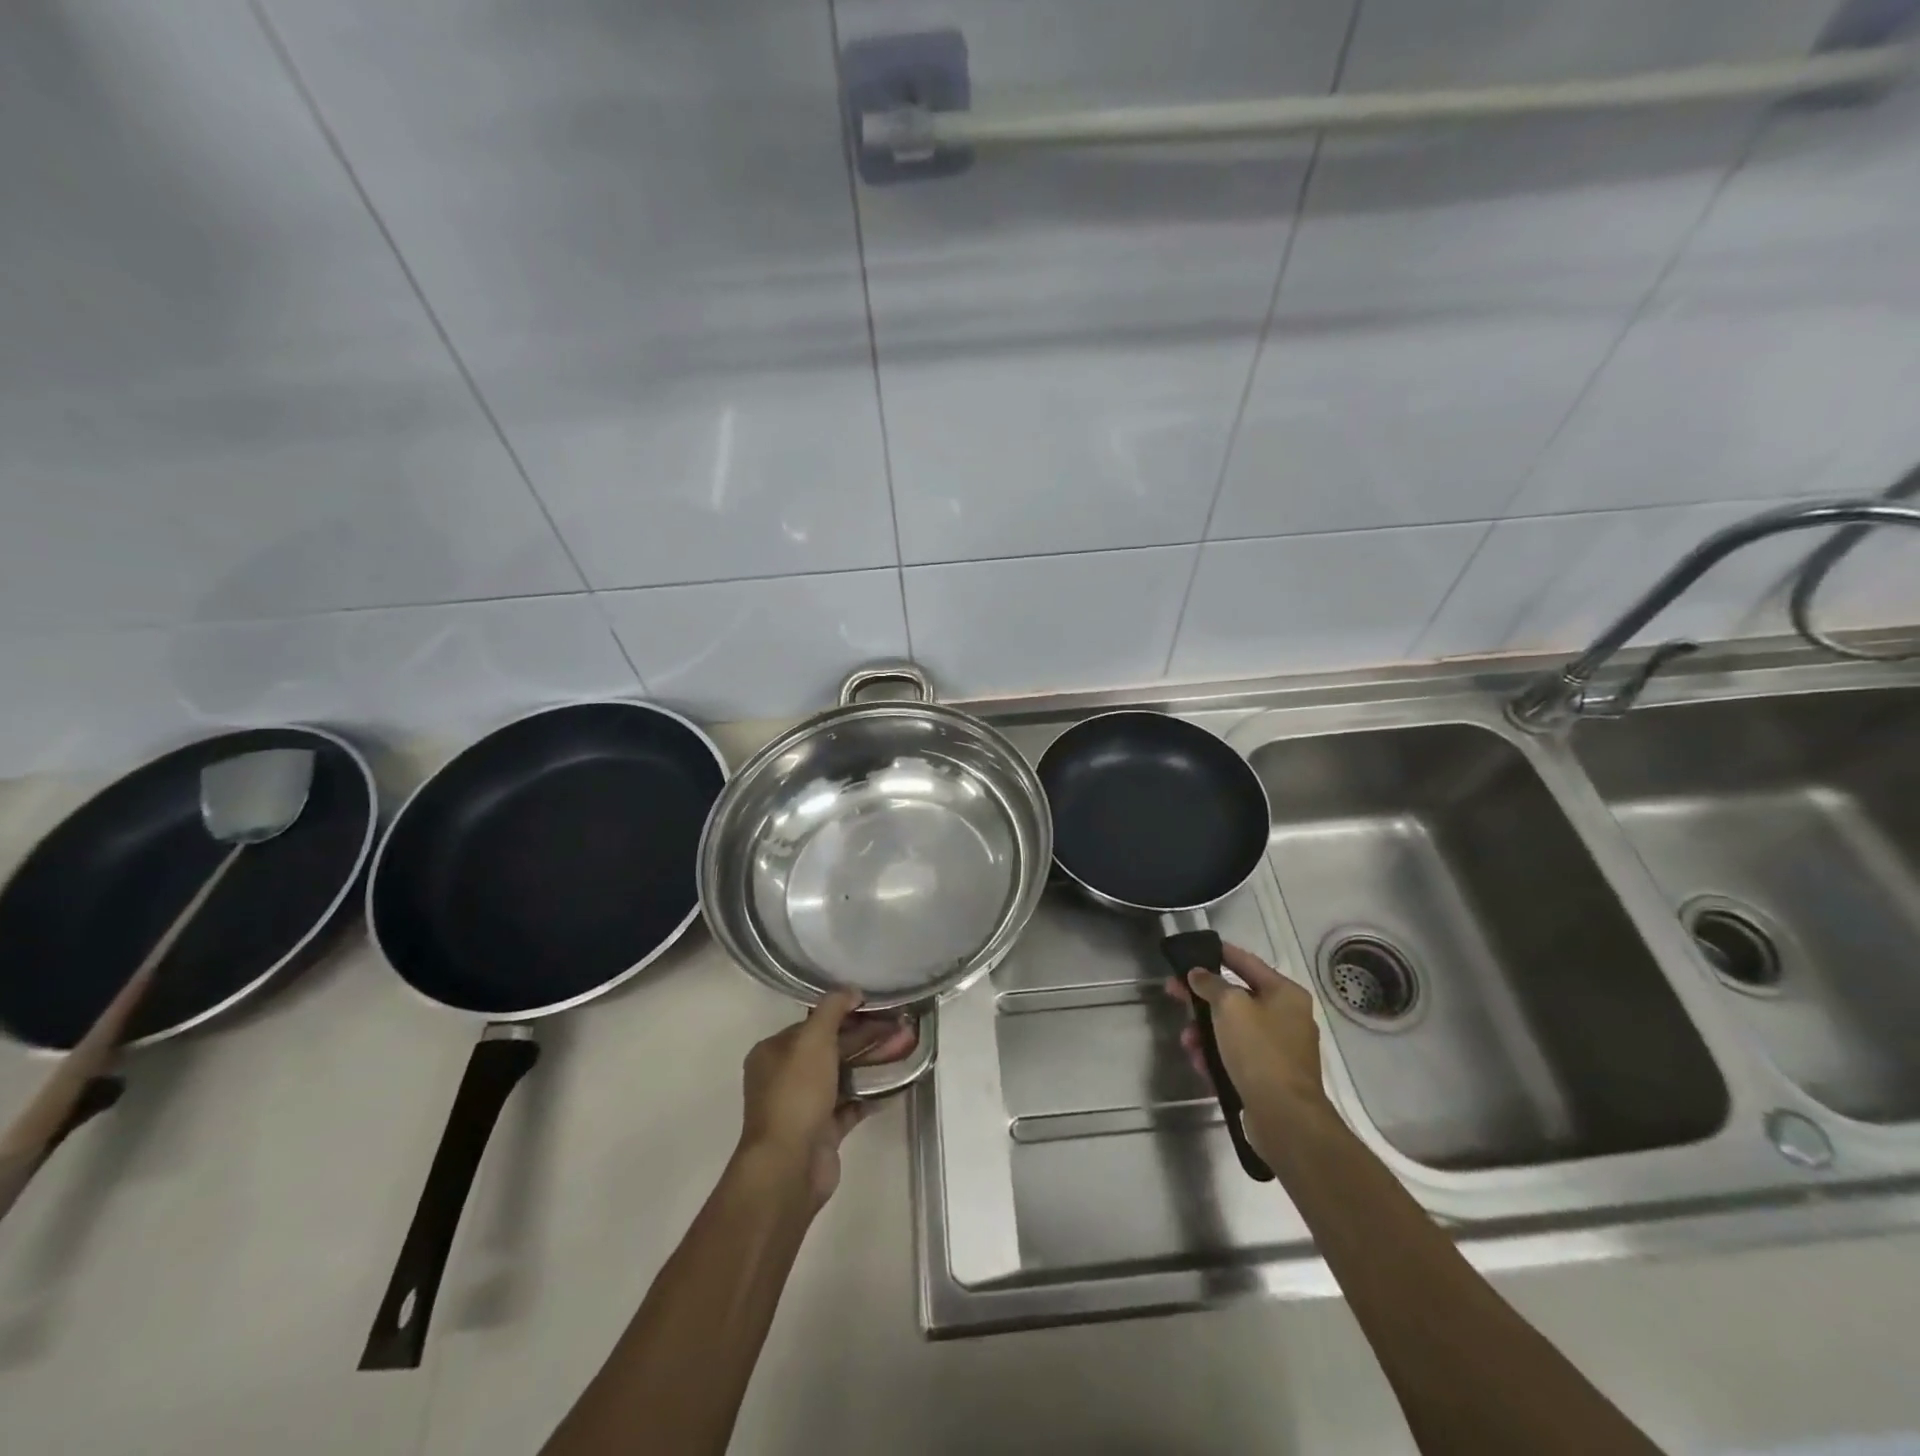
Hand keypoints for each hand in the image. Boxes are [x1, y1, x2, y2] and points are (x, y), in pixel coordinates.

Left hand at [735, 991, 916, 1210]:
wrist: (789, 1166)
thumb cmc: (797, 1094)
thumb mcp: (813, 1039)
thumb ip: (832, 1009)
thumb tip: (851, 989)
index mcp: (773, 1053)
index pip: (811, 1024)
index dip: (843, 1013)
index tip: (875, 1006)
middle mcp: (784, 1077)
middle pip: (829, 1049)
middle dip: (863, 1037)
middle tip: (897, 1026)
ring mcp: (803, 1106)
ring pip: (842, 1076)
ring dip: (870, 1063)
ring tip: (903, 1049)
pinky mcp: (822, 1131)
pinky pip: (850, 1105)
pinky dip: (870, 1094)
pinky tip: (895, 1084)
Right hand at [1165, 943, 1330, 1163]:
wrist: (1285, 1117)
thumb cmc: (1259, 1051)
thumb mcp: (1230, 1007)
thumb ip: (1210, 984)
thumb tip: (1198, 974)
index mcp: (1285, 994)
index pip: (1247, 962)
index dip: (1220, 953)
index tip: (1196, 949)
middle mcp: (1287, 1017)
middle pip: (1236, 998)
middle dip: (1202, 999)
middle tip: (1173, 993)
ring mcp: (1281, 1049)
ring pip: (1233, 1029)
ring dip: (1205, 1032)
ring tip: (1187, 1042)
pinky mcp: (1271, 1076)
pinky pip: (1238, 1056)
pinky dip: (1218, 1056)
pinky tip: (1200, 1064)